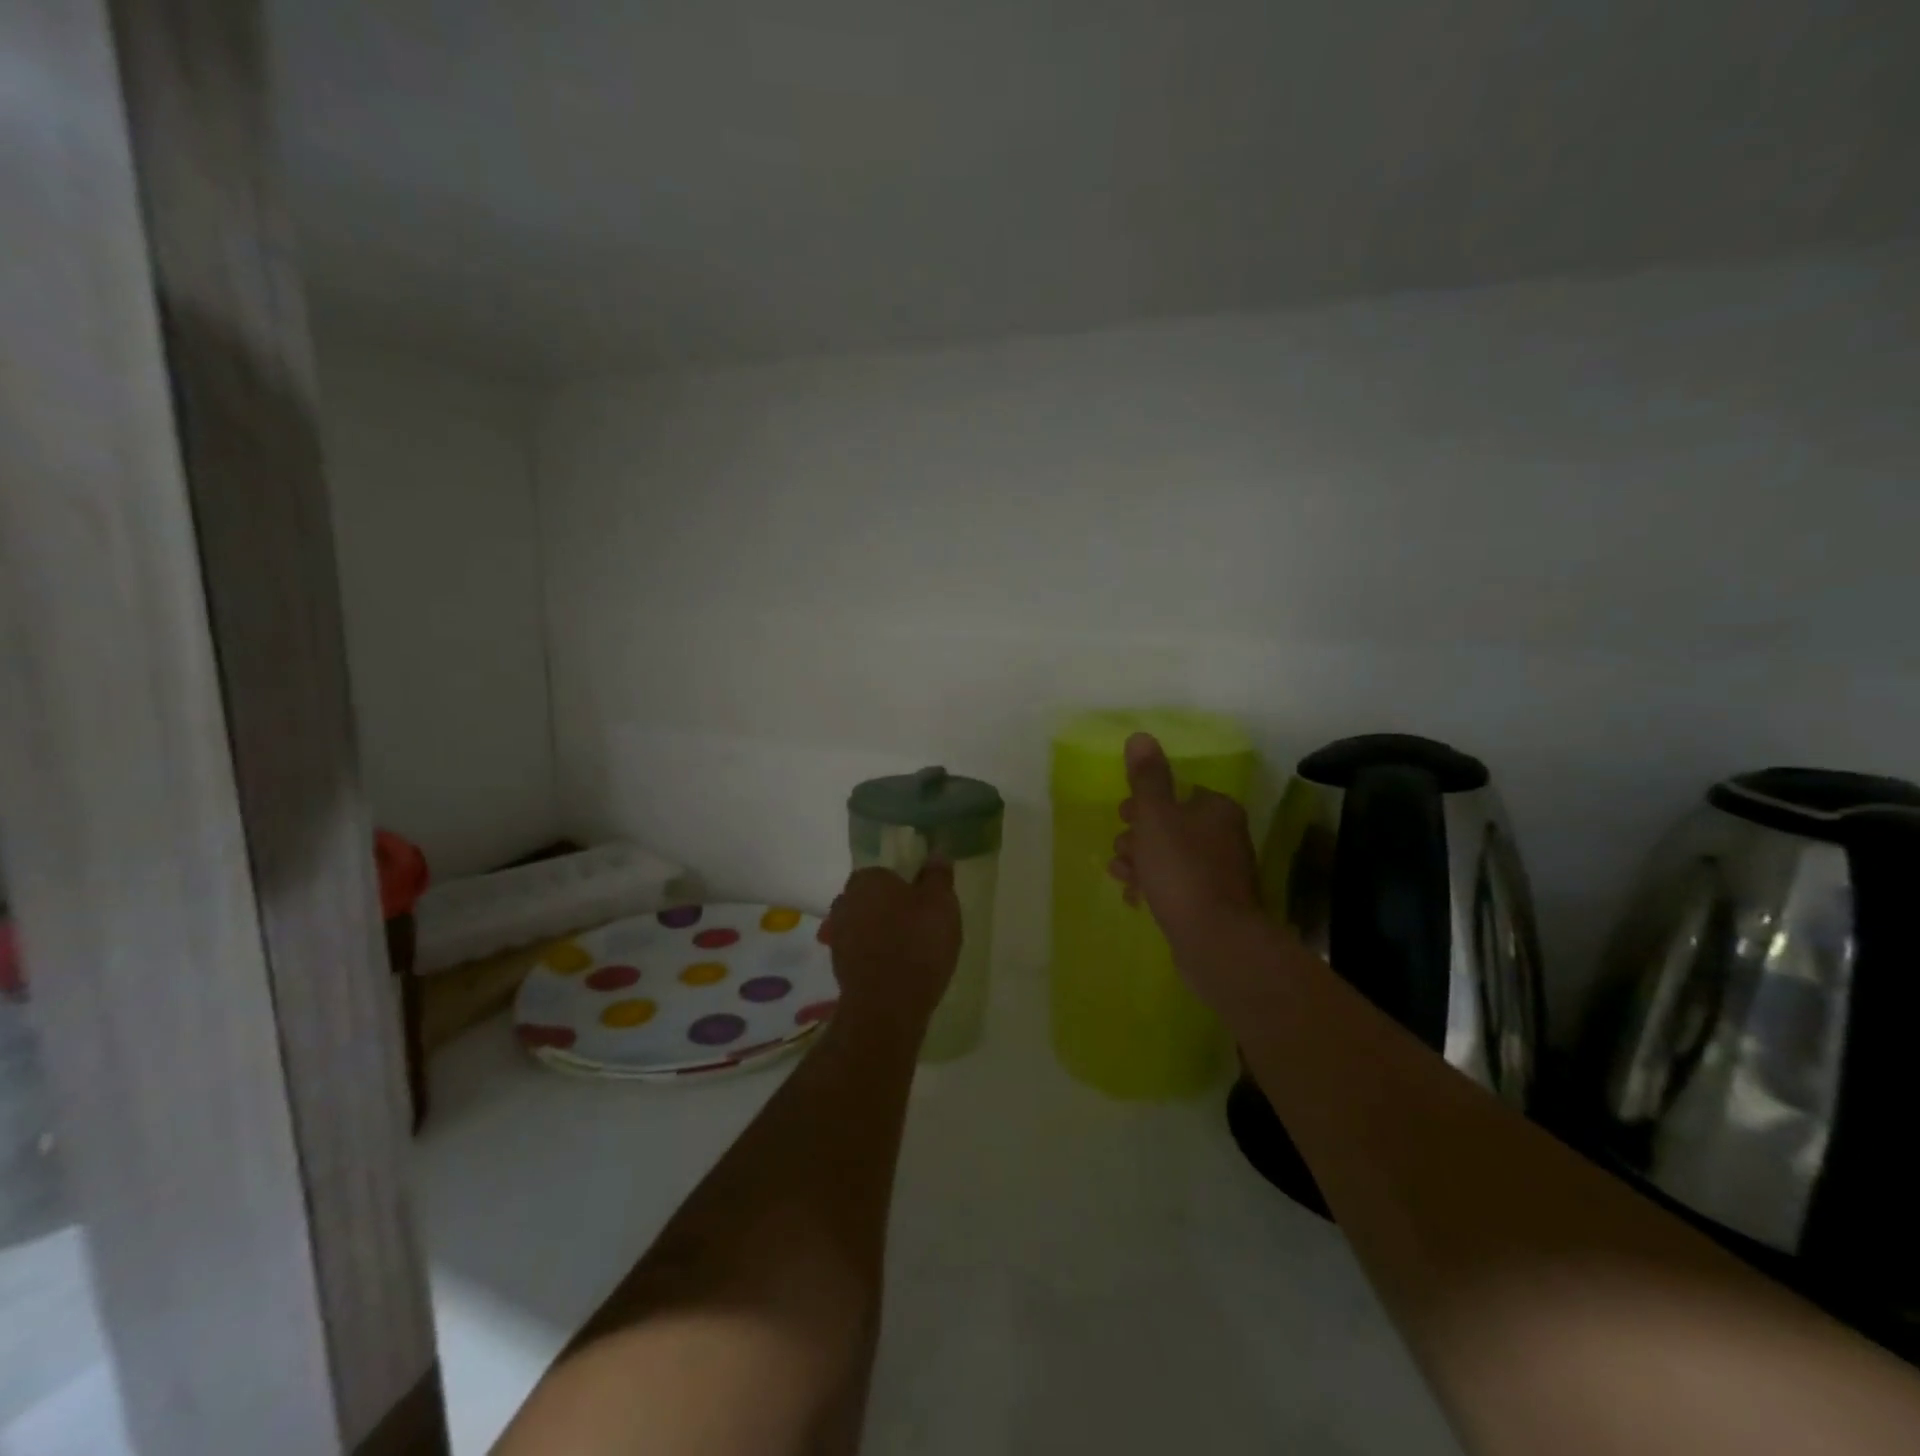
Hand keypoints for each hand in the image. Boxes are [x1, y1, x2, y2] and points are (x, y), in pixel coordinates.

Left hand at [823, 863, 962, 1034]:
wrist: (887, 1006)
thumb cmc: (917, 943)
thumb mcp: (941, 903)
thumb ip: (938, 875)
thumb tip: (937, 851)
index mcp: (866, 879)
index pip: (884, 873)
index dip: (905, 887)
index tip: (924, 904)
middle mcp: (844, 901)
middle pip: (872, 899)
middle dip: (890, 909)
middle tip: (920, 926)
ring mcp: (838, 936)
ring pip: (866, 925)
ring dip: (882, 934)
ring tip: (912, 951)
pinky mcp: (838, 967)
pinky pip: (863, 952)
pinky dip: (877, 957)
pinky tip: (898, 970)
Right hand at [1108, 732, 1266, 1000]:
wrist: (1216, 942)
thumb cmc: (1182, 870)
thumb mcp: (1156, 817)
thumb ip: (1147, 778)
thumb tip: (1141, 737)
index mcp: (1216, 810)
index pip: (1179, 794)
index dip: (1146, 803)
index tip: (1123, 816)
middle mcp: (1225, 837)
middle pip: (1173, 826)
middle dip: (1139, 836)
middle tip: (1120, 849)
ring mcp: (1222, 874)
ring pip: (1172, 858)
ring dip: (1142, 863)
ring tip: (1120, 875)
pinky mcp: (1214, 906)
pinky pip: (1177, 887)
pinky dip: (1155, 888)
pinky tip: (1135, 899)